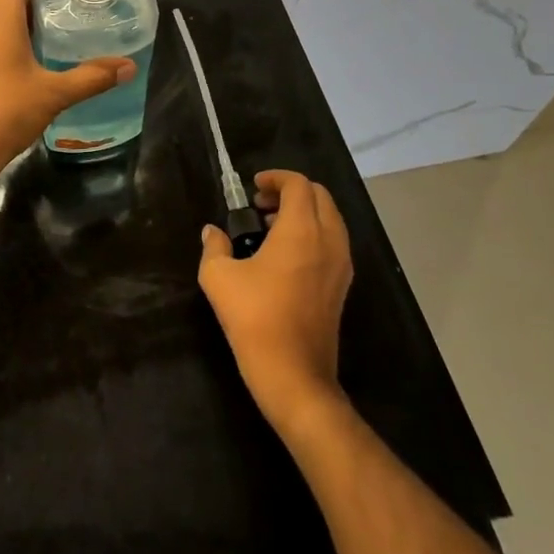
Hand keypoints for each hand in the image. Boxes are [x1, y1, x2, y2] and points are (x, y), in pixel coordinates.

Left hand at [0, 0, 136, 191]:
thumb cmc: (5, 112)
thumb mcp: (54, 93)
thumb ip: (92, 77)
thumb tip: (128, 67)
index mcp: (0, 19)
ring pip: (9, 15)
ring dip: (37, 14)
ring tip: (72, 23)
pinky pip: (3, 34)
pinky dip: (26, 33)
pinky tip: (50, 52)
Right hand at [198, 169, 353, 429]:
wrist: (294, 375)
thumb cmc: (254, 319)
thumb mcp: (219, 278)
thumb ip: (214, 247)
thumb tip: (212, 233)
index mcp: (301, 230)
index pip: (298, 185)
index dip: (275, 178)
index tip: (253, 187)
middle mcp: (328, 240)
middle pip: (320, 196)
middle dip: (291, 191)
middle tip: (261, 203)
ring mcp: (341, 265)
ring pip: (330, 219)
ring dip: (304, 212)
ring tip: (270, 227)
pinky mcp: (342, 286)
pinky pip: (333, 242)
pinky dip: (313, 233)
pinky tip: (284, 254)